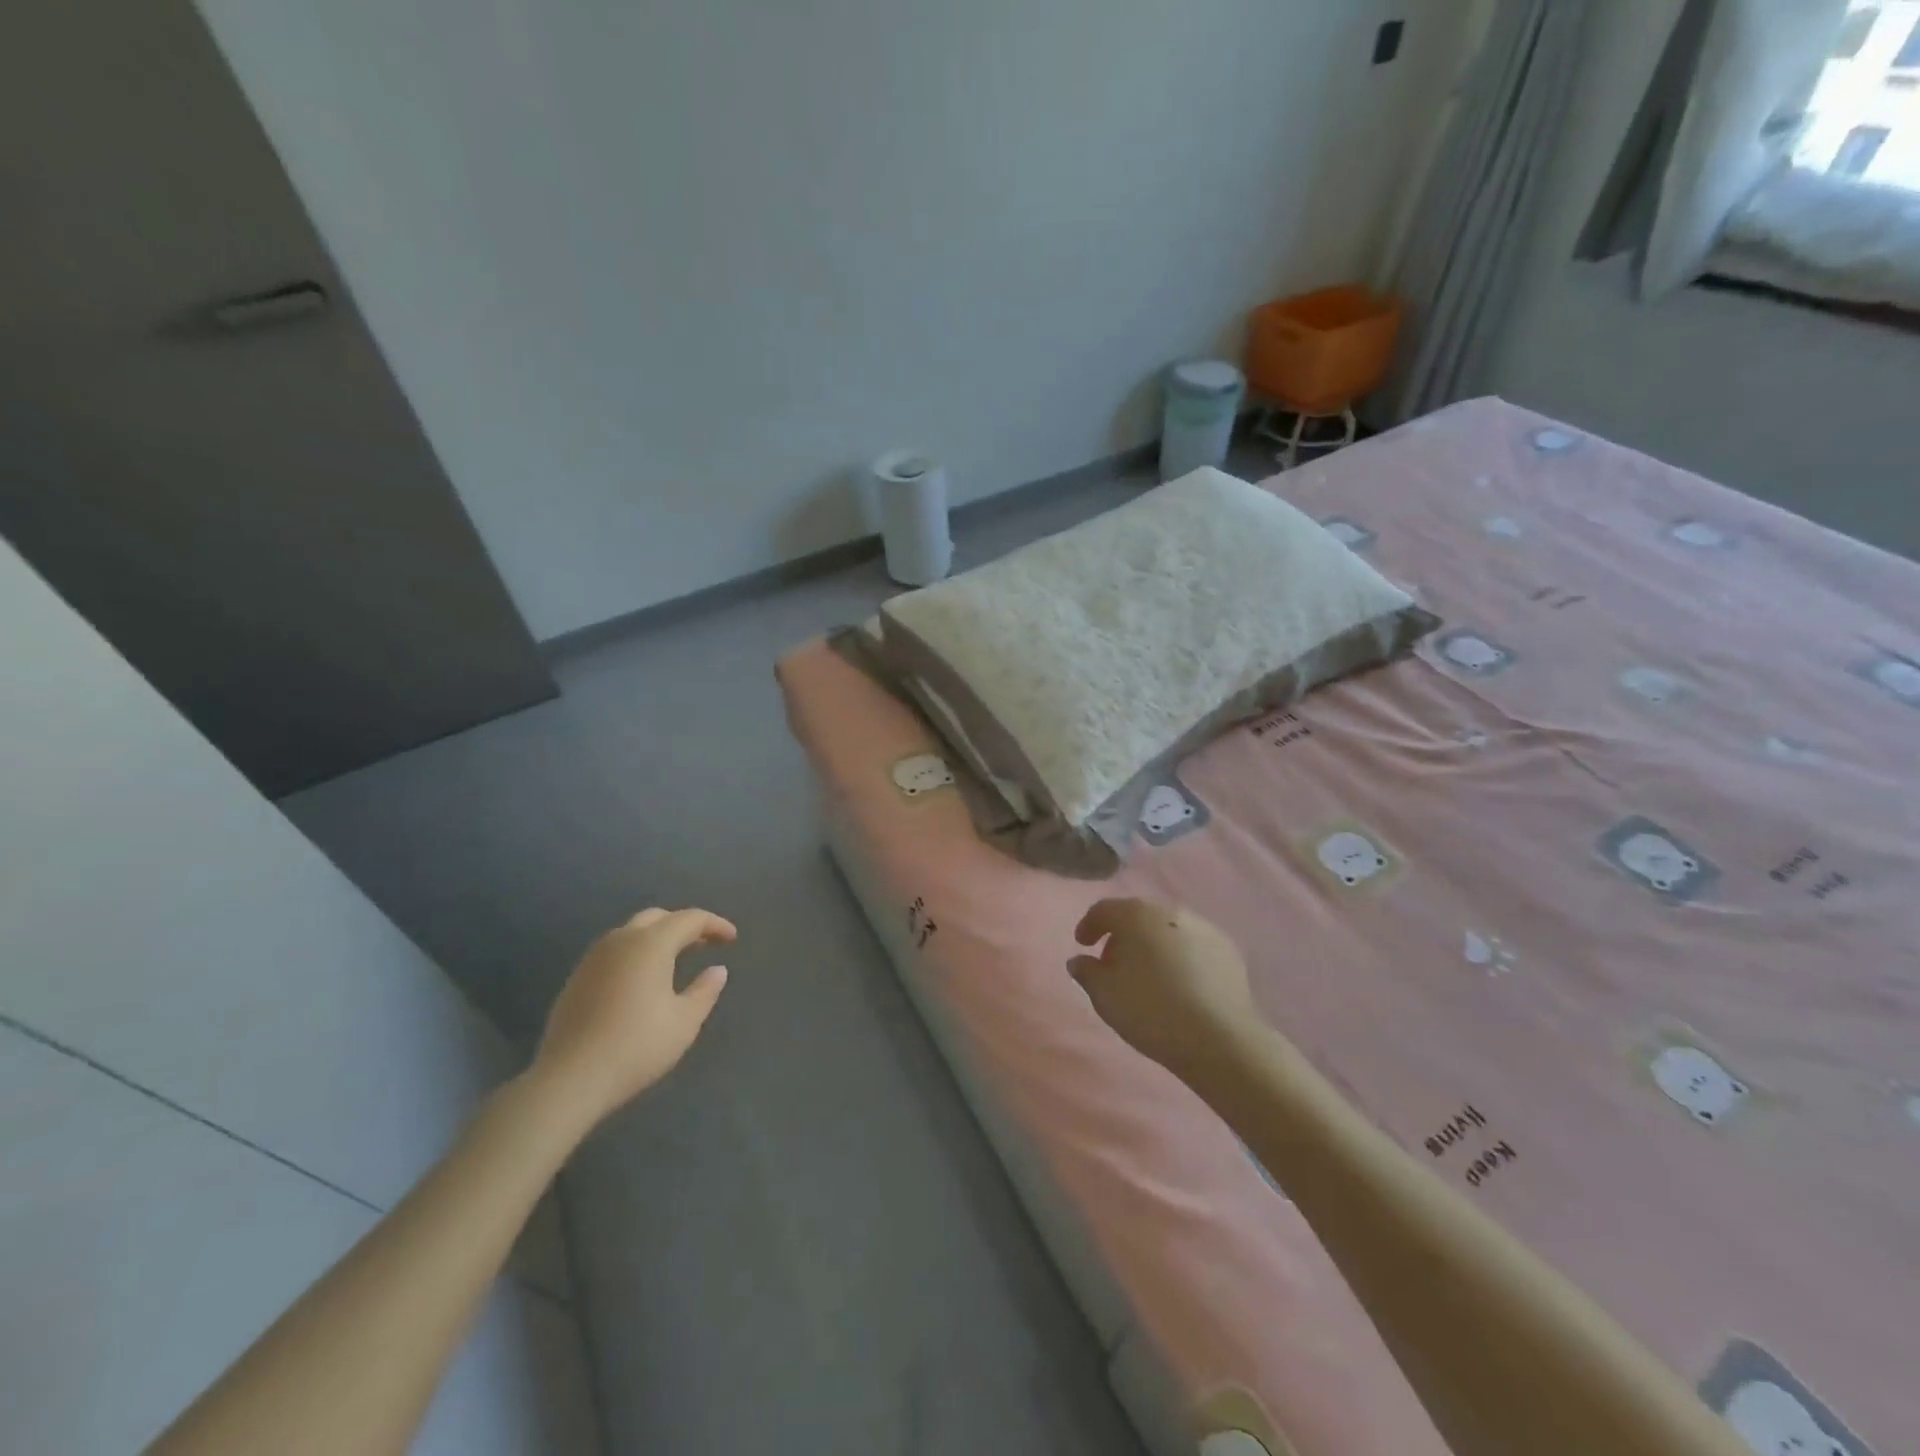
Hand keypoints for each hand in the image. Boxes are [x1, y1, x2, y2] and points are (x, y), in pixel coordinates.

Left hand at [531, 907, 734, 1129]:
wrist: (570, 1079)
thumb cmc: (637, 1046)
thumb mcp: (684, 1022)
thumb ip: (705, 991)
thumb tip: (717, 970)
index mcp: (651, 944)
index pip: (690, 919)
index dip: (715, 924)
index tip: (732, 939)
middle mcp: (621, 940)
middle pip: (658, 917)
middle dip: (684, 925)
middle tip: (704, 944)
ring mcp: (594, 958)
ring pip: (632, 932)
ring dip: (658, 938)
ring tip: (676, 960)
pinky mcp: (577, 978)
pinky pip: (614, 951)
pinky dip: (636, 954)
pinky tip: (643, 980)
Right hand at [1069, 898, 1260, 1089]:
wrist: (1219, 1037)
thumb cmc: (1150, 1009)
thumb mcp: (1104, 994)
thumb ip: (1086, 971)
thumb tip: (1080, 960)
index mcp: (1136, 914)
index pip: (1104, 909)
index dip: (1089, 925)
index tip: (1083, 945)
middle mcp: (1170, 911)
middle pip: (1138, 916)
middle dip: (1122, 935)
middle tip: (1113, 962)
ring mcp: (1204, 927)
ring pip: (1167, 929)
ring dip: (1153, 944)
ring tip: (1148, 974)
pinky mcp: (1228, 950)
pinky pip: (1193, 946)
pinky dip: (1180, 957)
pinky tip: (1179, 983)